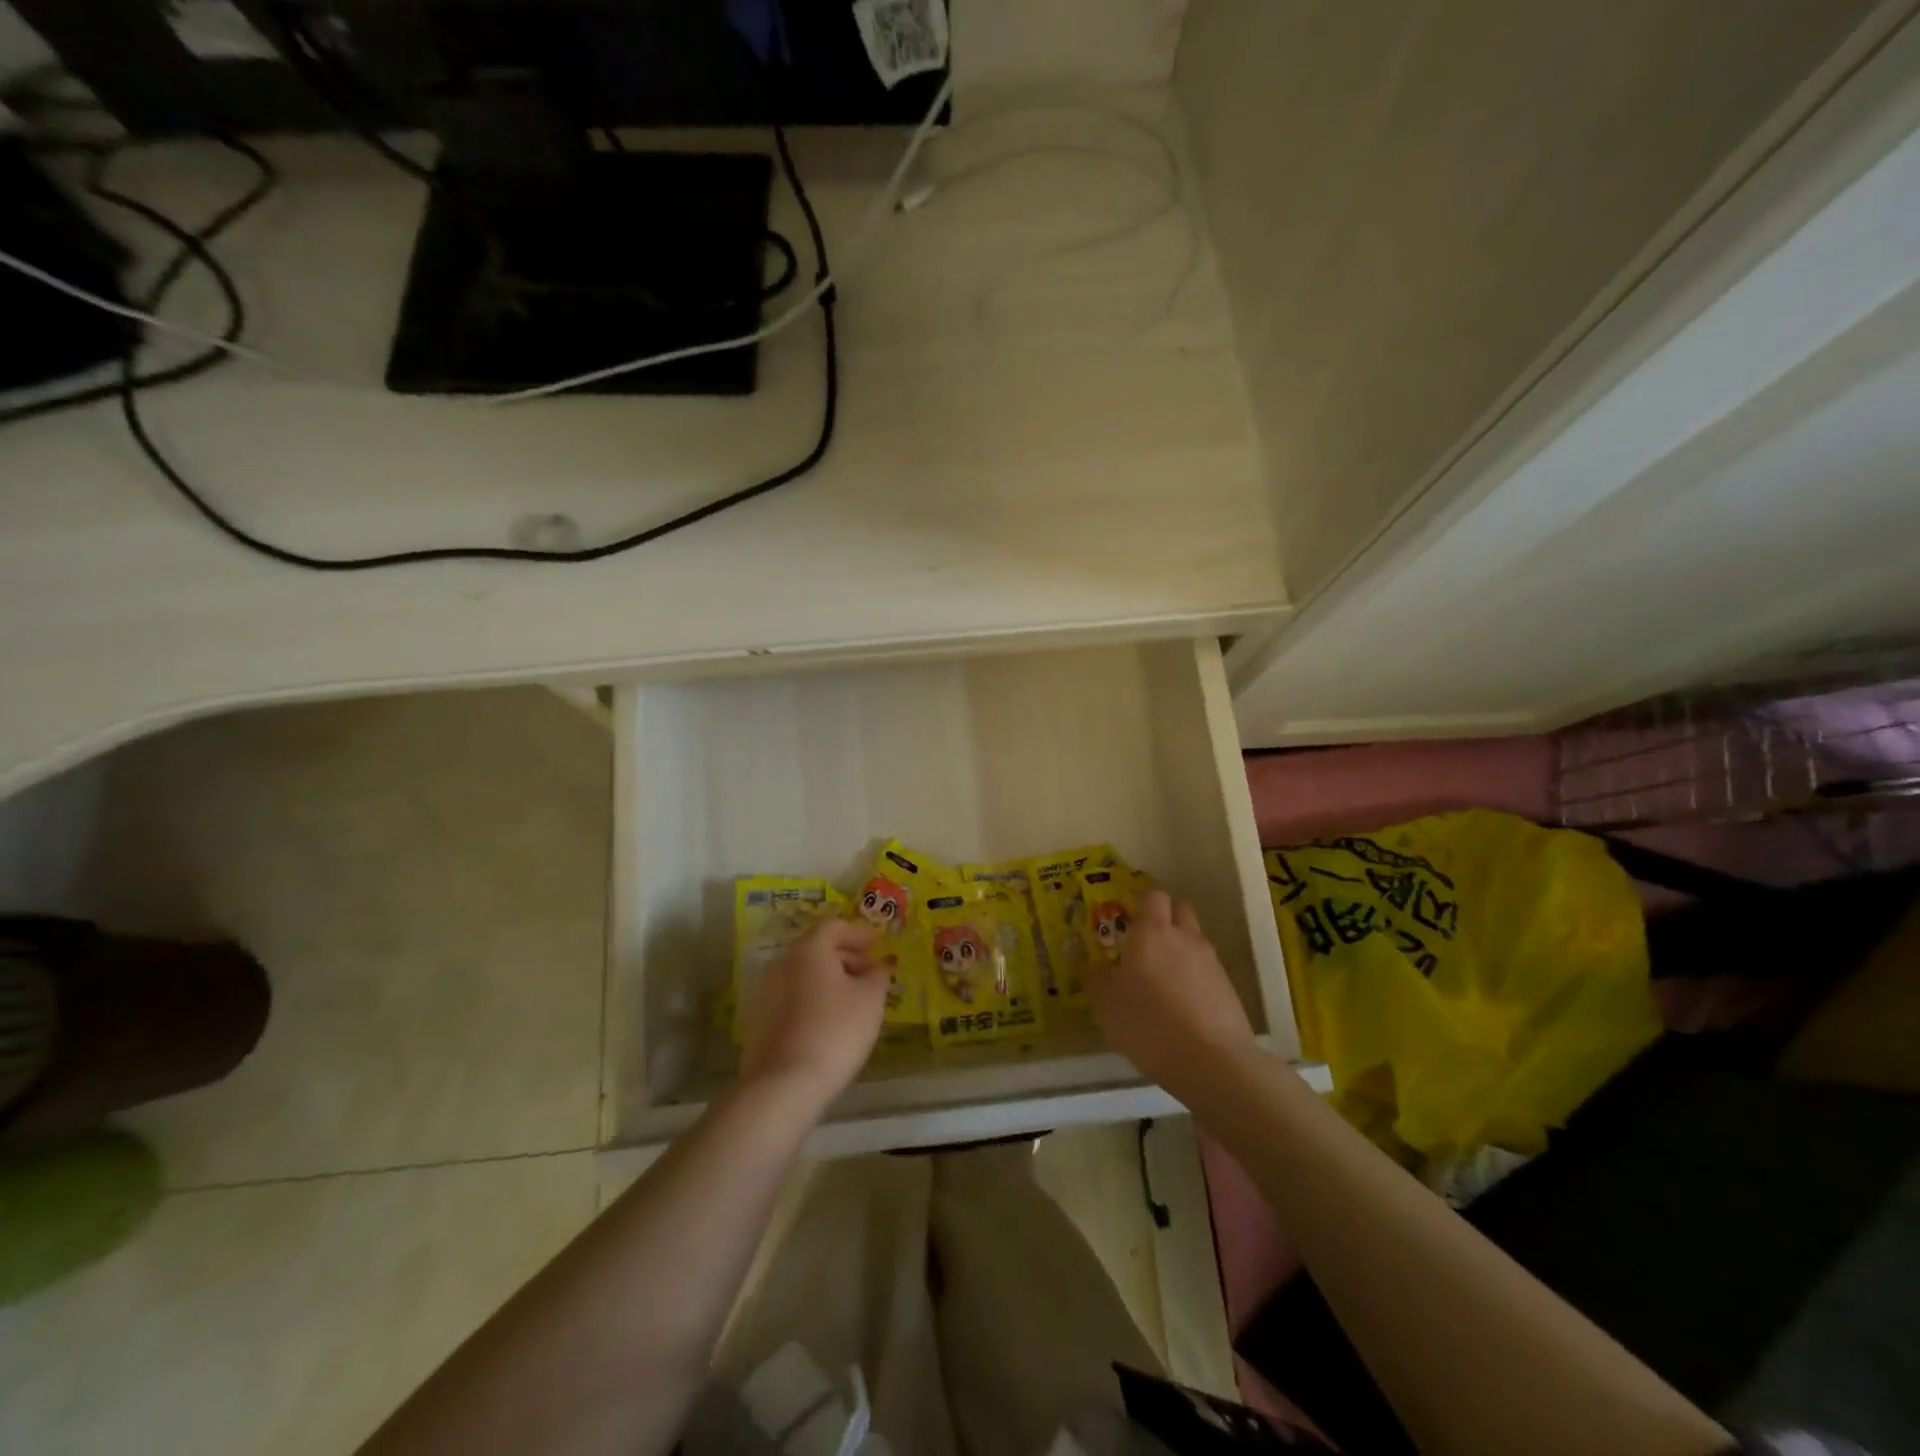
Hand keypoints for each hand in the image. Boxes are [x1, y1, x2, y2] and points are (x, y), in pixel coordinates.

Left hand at [739, 919, 889, 1114]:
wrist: (783, 1085)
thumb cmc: (835, 1031)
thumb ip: (877, 975)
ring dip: (828, 979)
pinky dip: (812, 999)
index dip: (859, 933)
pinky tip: (828, 1022)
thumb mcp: (870, 1000)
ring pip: (803, 974)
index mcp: (808, 950)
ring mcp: (765, 992)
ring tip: (852, 1001)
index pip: (834, 926)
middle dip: (846, 957)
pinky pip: (791, 997)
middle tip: (870, 974)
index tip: (878, 944)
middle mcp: (781, 963)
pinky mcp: (758, 1020)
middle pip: (816, 949)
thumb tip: (878, 966)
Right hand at [1085, 889, 1255, 1091]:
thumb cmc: (1148, 1023)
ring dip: (1181, 949)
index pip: (1153, 896)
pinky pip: (1208, 970)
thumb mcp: (1105, 1005)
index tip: (1129, 920)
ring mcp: (1211, 961)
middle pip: (1180, 909)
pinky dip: (1195, 978)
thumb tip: (1097, 969)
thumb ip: (1097, 980)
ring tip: (1164, 979)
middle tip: (1147, 943)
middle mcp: (1184, 937)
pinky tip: (1183, 1005)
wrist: (1211, 1061)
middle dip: (1166, 918)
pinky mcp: (1228, 988)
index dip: (1142, 903)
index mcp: (1151, 932)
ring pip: (1195, 940)